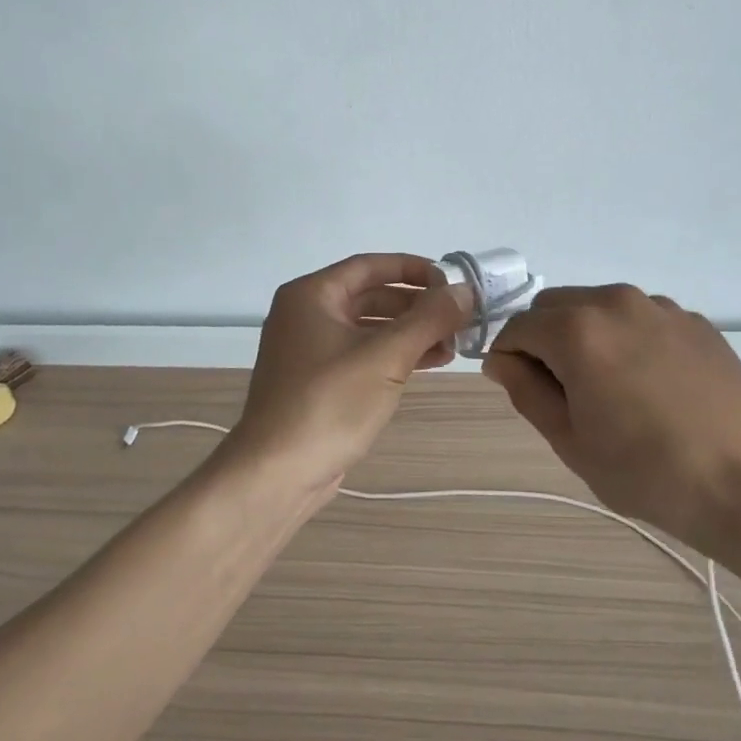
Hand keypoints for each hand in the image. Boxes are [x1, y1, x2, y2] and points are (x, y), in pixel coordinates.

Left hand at [227, 254, 468, 498]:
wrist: (276, 474)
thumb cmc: (328, 403)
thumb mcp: (385, 356)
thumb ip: (428, 319)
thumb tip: (465, 291)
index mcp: (312, 295)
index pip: (370, 265)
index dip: (414, 269)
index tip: (452, 282)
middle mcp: (306, 314)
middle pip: (371, 296)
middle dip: (416, 306)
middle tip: (458, 318)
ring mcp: (309, 350)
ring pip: (369, 328)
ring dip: (410, 333)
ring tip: (452, 345)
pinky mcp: (317, 381)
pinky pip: (362, 354)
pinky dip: (394, 355)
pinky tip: (428, 364)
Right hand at [483, 285, 740, 575]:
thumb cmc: (650, 472)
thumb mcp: (571, 442)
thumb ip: (526, 391)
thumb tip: (502, 360)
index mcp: (576, 329)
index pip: (517, 328)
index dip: (508, 358)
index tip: (520, 391)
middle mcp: (614, 301)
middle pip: (554, 306)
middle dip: (543, 339)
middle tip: (562, 392)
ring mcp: (659, 307)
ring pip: (597, 307)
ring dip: (585, 335)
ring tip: (610, 389)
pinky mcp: (694, 320)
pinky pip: (639, 318)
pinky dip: (626, 338)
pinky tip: (651, 385)